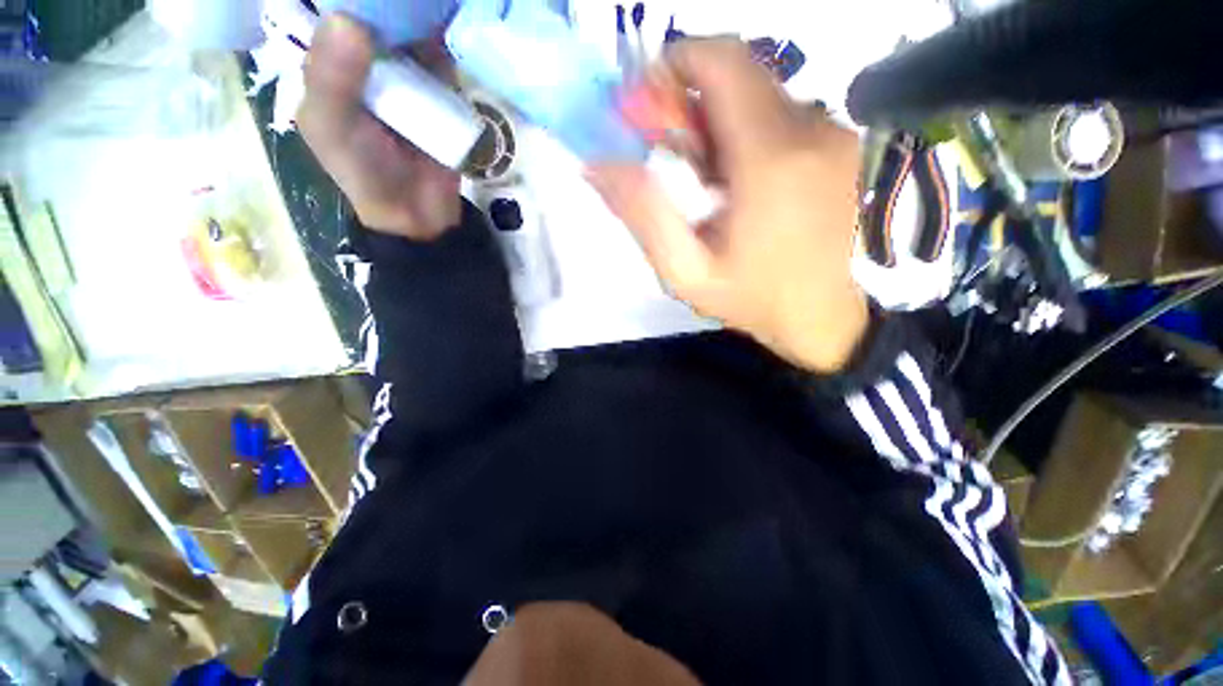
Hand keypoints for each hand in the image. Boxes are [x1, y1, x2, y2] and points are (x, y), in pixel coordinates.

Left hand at [298, 15, 460, 239]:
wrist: (419, 211)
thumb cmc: (364, 172)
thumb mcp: (332, 127)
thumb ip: (332, 80)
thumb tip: (350, 20)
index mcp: (327, 61)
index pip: (328, 9)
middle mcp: (364, 58)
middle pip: (373, 13)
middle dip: (386, 2)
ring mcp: (405, 72)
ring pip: (408, 27)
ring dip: (417, 13)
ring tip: (427, 2)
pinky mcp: (439, 89)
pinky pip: (440, 55)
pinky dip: (444, 38)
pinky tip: (447, 20)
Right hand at [588, 39, 868, 372]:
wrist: (823, 319)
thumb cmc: (752, 300)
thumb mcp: (686, 271)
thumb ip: (643, 215)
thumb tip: (597, 165)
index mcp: (771, 159)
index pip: (721, 61)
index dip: (673, 65)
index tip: (645, 105)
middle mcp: (812, 129)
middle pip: (738, 76)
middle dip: (690, 103)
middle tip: (667, 154)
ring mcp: (834, 135)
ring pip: (759, 97)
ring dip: (718, 125)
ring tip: (704, 185)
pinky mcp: (841, 146)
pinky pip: (781, 118)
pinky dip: (746, 137)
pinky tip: (736, 186)